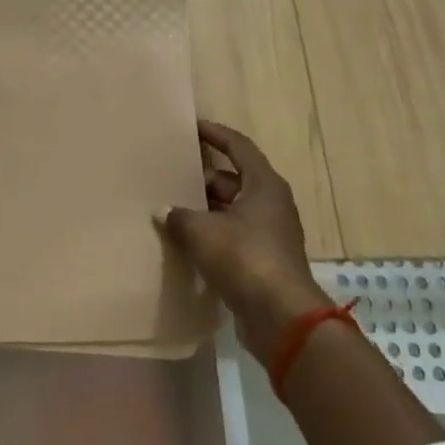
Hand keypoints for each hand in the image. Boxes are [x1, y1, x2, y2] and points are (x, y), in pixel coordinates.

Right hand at [155, 120, 329, 361]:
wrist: (280, 317)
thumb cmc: (244, 258)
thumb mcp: (202, 232)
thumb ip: (179, 216)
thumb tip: (164, 211)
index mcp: (263, 185)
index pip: (238, 147)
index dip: (215, 134)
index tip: (192, 127)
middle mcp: (270, 204)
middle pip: (232, 179)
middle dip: (201, 178)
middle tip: (169, 176)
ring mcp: (269, 234)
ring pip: (230, 210)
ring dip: (204, 209)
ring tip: (170, 209)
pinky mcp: (263, 261)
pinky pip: (232, 236)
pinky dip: (211, 235)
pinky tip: (184, 242)